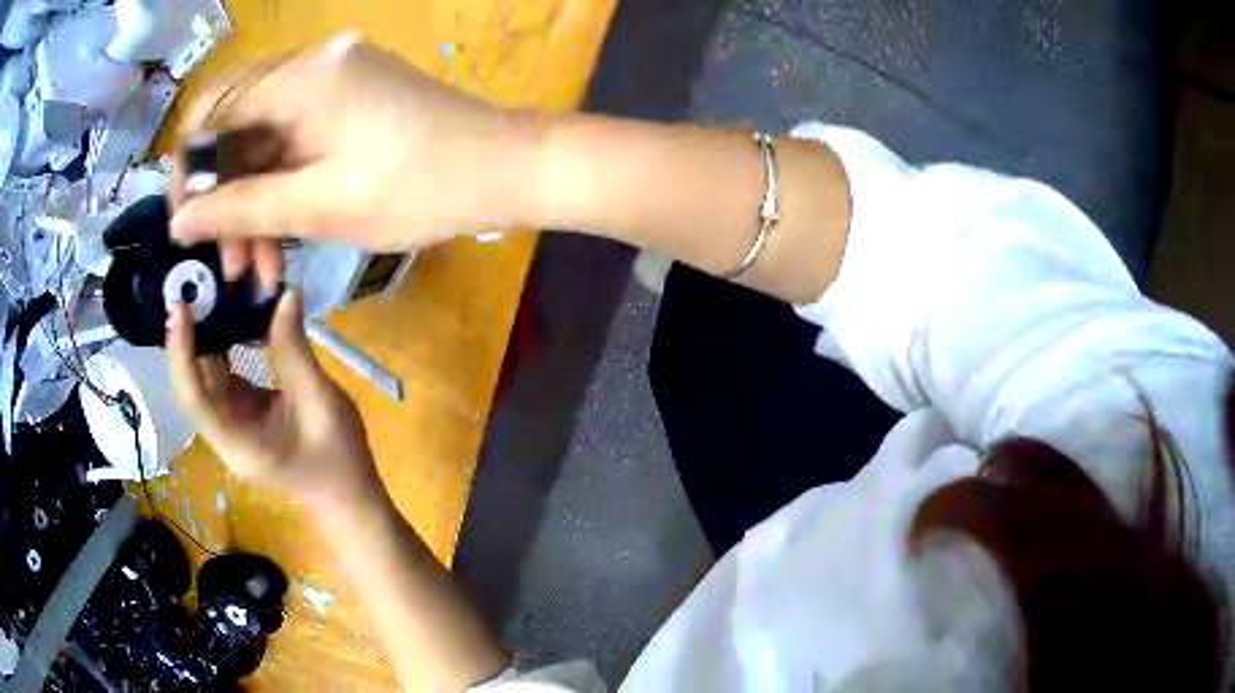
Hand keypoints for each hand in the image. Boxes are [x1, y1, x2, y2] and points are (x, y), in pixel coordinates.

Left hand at [167, 290, 381, 506]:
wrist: (346, 493)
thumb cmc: (338, 456)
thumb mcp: (320, 401)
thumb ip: (295, 349)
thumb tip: (285, 294)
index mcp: (239, 443)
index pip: (196, 398)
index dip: (182, 354)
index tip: (180, 309)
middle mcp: (224, 435)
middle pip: (191, 387)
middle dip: (184, 340)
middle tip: (189, 290)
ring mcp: (229, 425)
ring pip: (202, 379)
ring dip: (200, 339)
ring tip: (206, 293)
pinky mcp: (238, 414)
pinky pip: (220, 376)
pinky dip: (222, 345)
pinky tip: (228, 316)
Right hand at [170, 33, 540, 286]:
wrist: (504, 170)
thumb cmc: (420, 189)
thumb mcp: (319, 206)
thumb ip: (241, 209)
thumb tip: (180, 220)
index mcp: (302, 77)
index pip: (211, 112)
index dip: (189, 169)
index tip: (187, 225)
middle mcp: (313, 64)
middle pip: (237, 128)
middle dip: (226, 199)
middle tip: (230, 266)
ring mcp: (334, 78)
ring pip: (266, 140)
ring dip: (254, 203)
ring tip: (257, 269)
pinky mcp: (350, 98)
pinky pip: (295, 139)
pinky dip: (283, 186)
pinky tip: (281, 240)